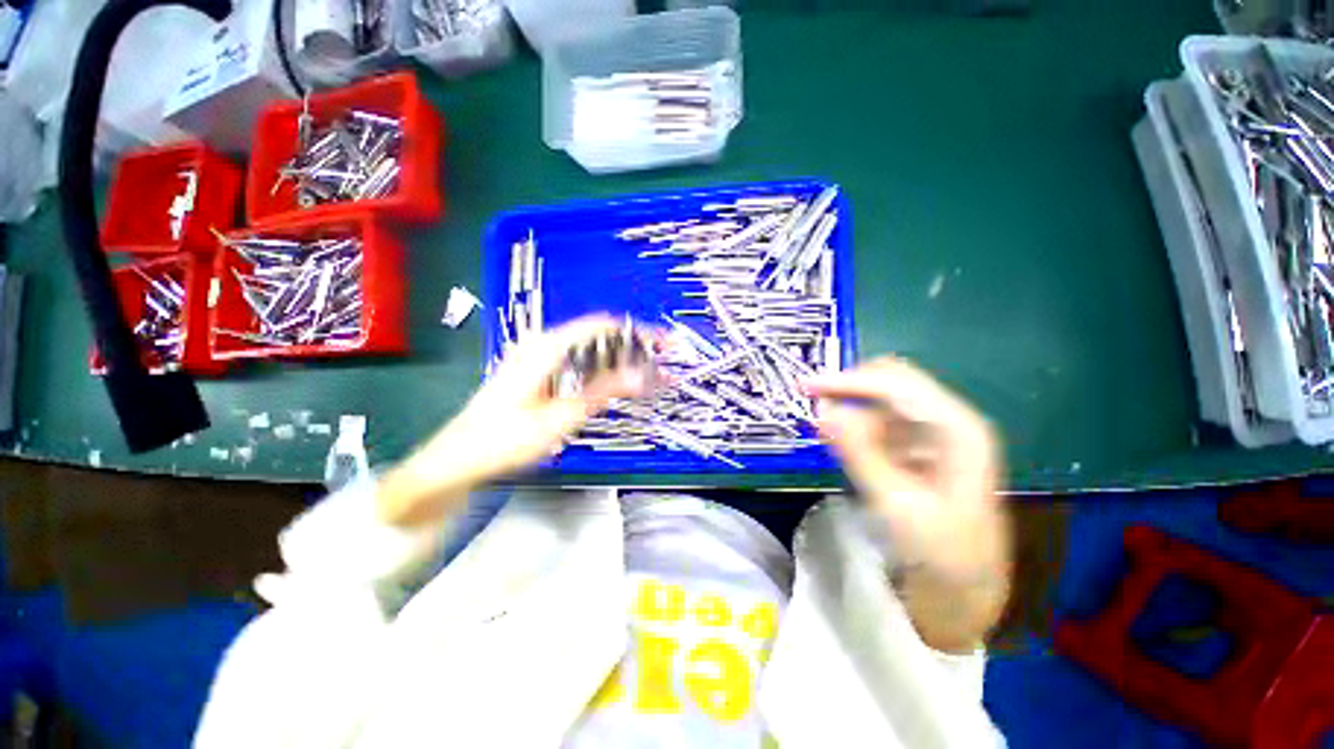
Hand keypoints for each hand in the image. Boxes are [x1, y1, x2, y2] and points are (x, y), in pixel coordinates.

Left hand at [377, 316, 650, 527]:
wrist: (458, 459)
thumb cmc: (505, 439)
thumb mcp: (561, 417)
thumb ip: (603, 392)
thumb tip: (641, 374)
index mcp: (547, 347)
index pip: (601, 325)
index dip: (635, 332)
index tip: (661, 346)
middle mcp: (542, 344)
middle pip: (596, 336)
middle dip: (630, 349)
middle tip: (657, 368)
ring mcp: (536, 358)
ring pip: (587, 350)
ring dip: (616, 362)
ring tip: (642, 378)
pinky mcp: (535, 373)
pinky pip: (575, 363)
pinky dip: (599, 371)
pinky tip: (611, 386)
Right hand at [803, 358, 1010, 650]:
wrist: (965, 587)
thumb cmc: (940, 551)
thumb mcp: (895, 503)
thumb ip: (859, 452)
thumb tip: (824, 409)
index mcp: (958, 429)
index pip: (898, 384)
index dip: (850, 380)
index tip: (807, 386)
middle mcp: (949, 420)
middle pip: (893, 380)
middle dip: (850, 386)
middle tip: (811, 398)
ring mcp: (936, 431)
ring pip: (884, 398)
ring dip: (852, 406)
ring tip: (828, 433)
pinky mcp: (921, 444)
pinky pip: (882, 419)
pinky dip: (857, 425)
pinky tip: (845, 445)